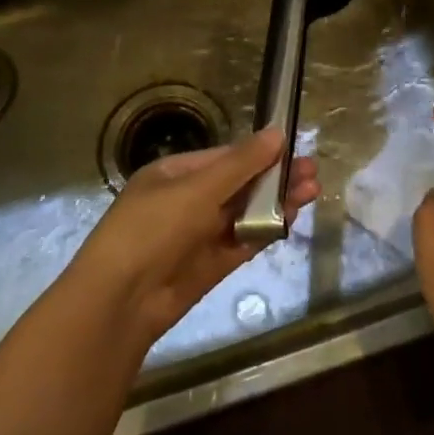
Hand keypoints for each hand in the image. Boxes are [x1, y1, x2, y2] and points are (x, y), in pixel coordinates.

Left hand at [74, 127, 318, 348]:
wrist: (120, 302)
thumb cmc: (154, 229)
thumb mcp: (198, 189)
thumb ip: (241, 164)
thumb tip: (277, 132)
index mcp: (174, 175)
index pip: (224, 158)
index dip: (260, 153)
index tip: (294, 149)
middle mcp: (186, 201)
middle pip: (238, 185)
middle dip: (274, 178)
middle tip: (313, 172)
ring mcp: (198, 235)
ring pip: (244, 213)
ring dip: (276, 203)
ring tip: (312, 193)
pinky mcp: (209, 265)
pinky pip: (242, 241)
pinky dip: (266, 230)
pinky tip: (292, 219)